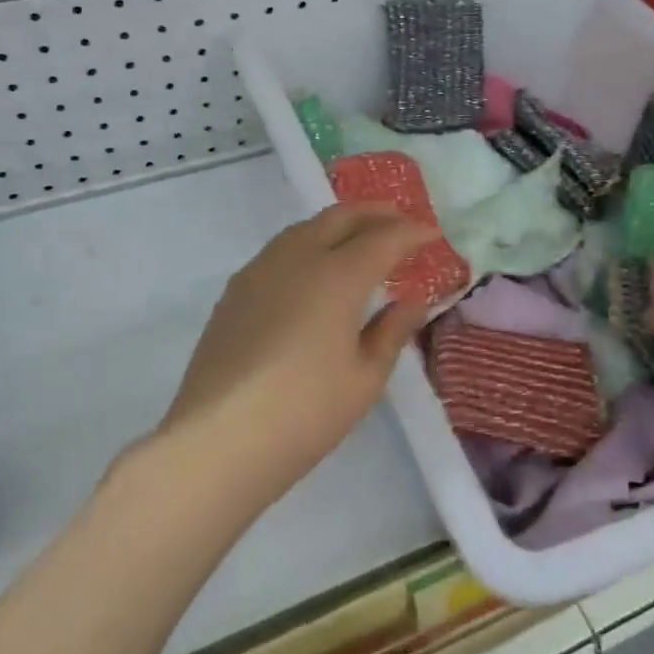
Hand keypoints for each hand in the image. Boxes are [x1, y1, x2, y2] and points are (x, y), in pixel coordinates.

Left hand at [158, 204, 434, 501]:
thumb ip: (392, 331)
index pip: (384, 238)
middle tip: (400, 222)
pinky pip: (279, 251)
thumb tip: (412, 302)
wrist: (219, 439)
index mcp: (338, 275)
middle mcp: (297, 259)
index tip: (433, 234)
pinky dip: (307, 245)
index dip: (412, 232)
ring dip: (338, 225)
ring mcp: (259, 271)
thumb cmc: (306, 411)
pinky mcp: (234, 292)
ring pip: (304, 229)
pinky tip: (313, 271)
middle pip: (340, 218)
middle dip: (375, 213)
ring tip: (359, 240)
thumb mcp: (365, 377)